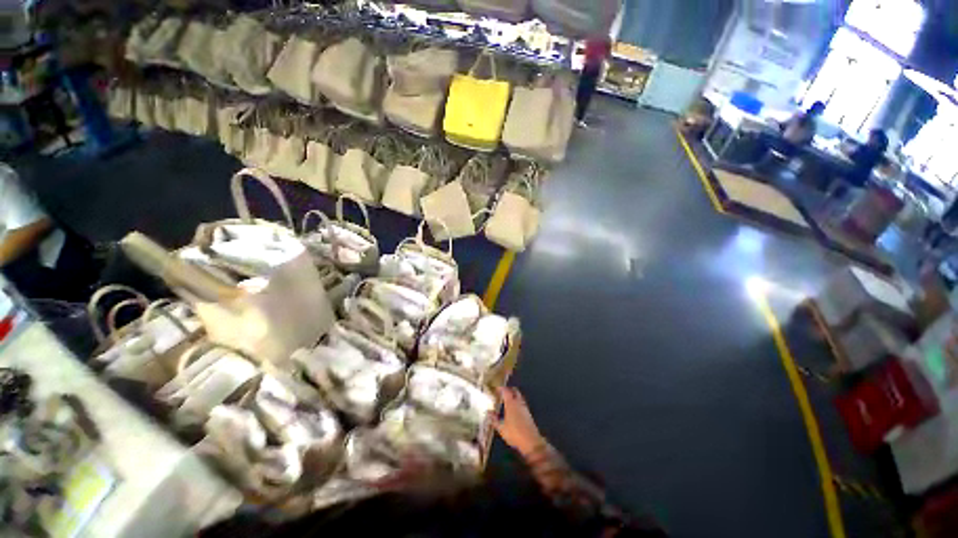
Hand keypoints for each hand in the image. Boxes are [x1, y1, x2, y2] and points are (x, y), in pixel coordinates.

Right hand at [493, 387, 545, 457]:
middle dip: (509, 389)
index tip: (496, 388)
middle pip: (514, 391)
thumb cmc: (514, 433)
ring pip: (519, 396)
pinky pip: (522, 402)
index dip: (501, 388)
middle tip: (503, 392)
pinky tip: (514, 408)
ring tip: (507, 399)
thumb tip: (488, 412)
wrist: (531, 442)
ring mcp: (524, 407)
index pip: (506, 391)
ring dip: (514, 395)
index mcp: (511, 403)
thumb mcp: (501, 428)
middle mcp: (518, 402)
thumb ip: (494, 419)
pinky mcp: (528, 413)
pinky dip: (517, 401)